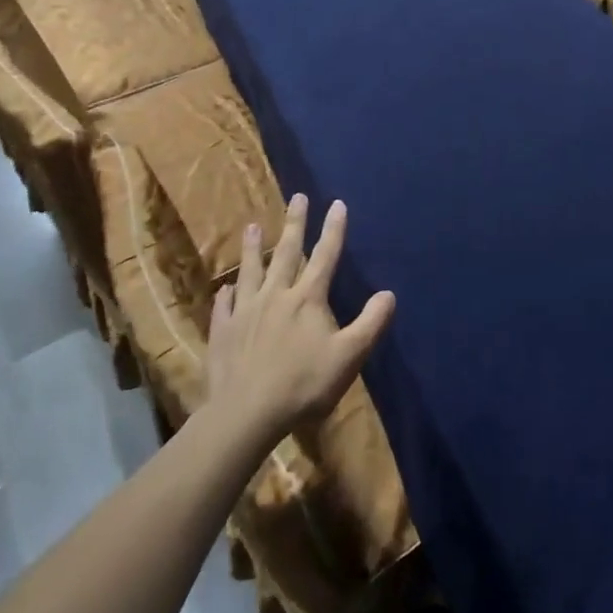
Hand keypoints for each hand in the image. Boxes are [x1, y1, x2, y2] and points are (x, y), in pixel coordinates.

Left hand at [206, 194, 394, 451]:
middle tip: (297, 197)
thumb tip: (389, 294)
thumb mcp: (349, 356)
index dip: (334, 229)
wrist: (246, 414)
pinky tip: (225, 288)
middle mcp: (276, 295)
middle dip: (296, 223)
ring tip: (254, 226)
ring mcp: (246, 312)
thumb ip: (371, 323)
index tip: (337, 204)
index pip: (325, 256)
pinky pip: (224, 306)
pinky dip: (226, 294)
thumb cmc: (303, 384)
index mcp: (308, 298)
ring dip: (254, 248)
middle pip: (288, 253)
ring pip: (251, 271)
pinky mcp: (224, 332)